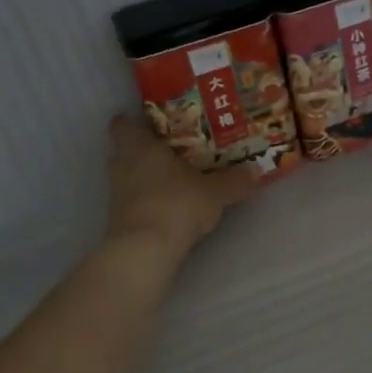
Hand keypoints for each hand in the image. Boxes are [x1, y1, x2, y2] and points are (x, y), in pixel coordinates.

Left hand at [105, 114, 256, 253]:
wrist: (145, 250)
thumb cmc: (176, 204)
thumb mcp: (215, 192)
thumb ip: (235, 180)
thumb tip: (256, 170)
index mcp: (139, 145)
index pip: (123, 123)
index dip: (136, 122)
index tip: (157, 124)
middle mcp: (121, 164)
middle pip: (125, 149)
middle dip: (146, 149)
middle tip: (175, 150)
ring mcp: (116, 193)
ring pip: (129, 175)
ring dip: (147, 176)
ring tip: (176, 178)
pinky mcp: (118, 218)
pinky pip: (133, 199)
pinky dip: (147, 199)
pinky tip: (170, 205)